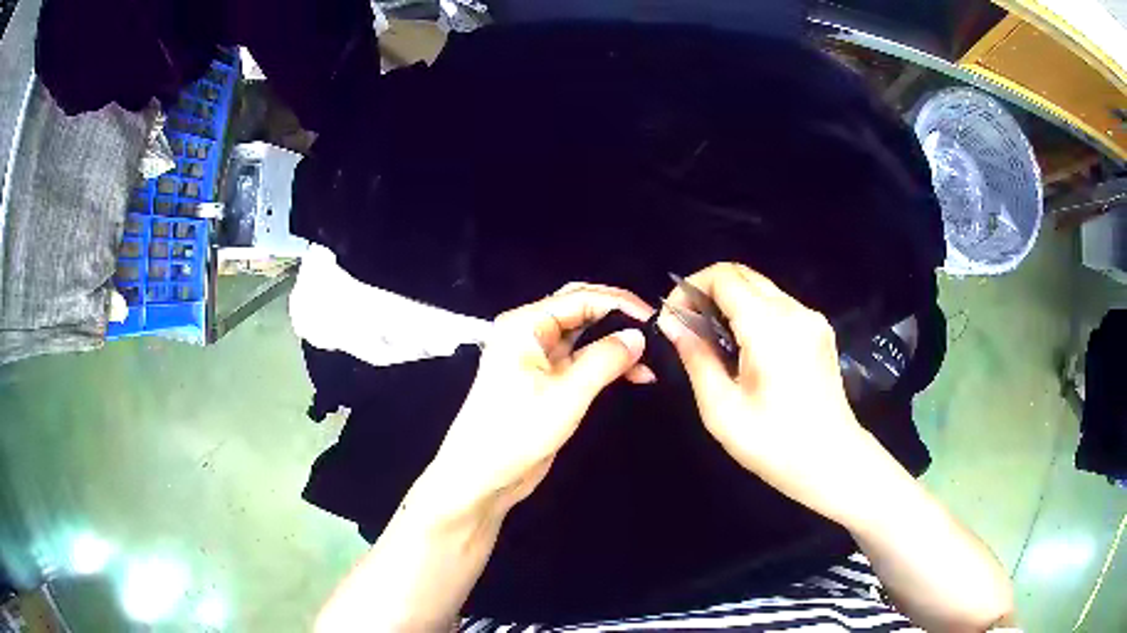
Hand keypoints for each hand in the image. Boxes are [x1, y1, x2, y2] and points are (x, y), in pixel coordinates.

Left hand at [417, 283, 654, 520]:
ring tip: (652, 359)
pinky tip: (635, 375)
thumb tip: (639, 336)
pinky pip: (581, 360)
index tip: (657, 318)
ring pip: (584, 336)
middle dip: (619, 318)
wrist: (483, 477)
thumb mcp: (567, 394)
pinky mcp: (545, 381)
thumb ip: (605, 359)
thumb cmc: (518, 431)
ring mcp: (537, 357)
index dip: (620, 303)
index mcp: (525, 324)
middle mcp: (530, 332)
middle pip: (581, 310)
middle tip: (657, 331)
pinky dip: (606, 364)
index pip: (580, 298)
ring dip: (616, 344)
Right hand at [657, 262, 869, 515]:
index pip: (724, 276)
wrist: (832, 462)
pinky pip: (779, 306)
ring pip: (762, 288)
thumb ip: (696, 357)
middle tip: (689, 327)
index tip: (674, 317)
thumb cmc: (774, 444)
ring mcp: (812, 319)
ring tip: (715, 342)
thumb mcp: (721, 408)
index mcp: (769, 326)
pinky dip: (754, 314)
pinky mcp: (820, 331)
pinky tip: (747, 350)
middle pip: (744, 274)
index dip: (691, 287)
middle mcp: (794, 310)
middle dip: (709, 291)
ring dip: (732, 302)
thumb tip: (673, 322)